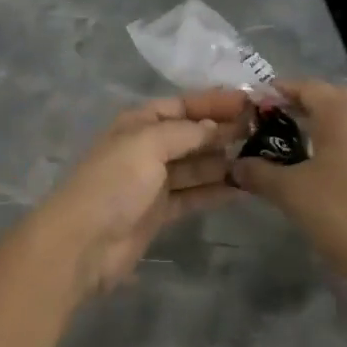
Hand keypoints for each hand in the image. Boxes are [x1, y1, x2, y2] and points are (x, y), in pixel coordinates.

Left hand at [37, 89, 251, 294]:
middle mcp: (148, 147)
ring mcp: (154, 181)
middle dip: (223, 130)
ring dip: (224, 161)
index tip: (250, 104)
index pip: (183, 105)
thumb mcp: (148, 144)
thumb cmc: (114, 182)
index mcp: (139, 122)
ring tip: (261, 157)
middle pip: (192, 134)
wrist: (82, 244)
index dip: (215, 102)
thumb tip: (218, 127)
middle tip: (263, 131)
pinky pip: (194, 194)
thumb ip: (186, 132)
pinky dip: (216, 190)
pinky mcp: (160, 212)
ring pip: (196, 165)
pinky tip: (243, 187)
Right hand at [230, 80, 346, 308]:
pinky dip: (334, 135)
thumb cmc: (337, 212)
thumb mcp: (289, 191)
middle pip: (326, 96)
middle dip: (298, 103)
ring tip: (287, 137)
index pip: (305, 87)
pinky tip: (314, 157)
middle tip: (268, 118)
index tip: (252, 104)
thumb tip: (235, 165)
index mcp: (342, 113)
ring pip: (344, 114)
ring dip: (317, 119)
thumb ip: (258, 171)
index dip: (277, 92)